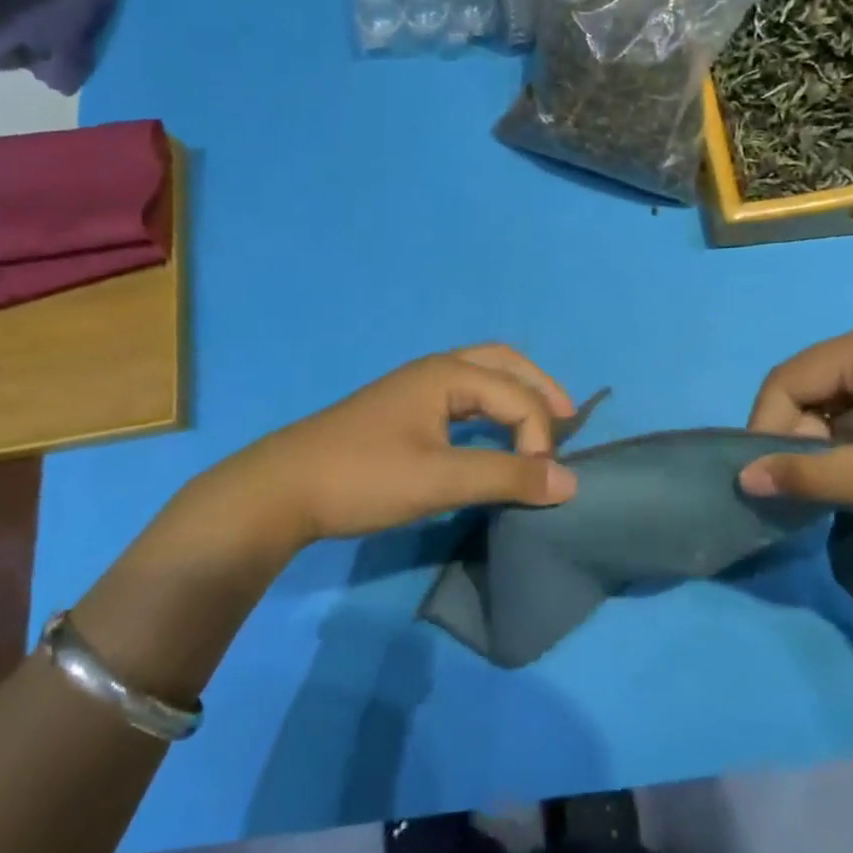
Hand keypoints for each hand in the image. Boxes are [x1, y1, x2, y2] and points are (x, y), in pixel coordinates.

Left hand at [243, 344, 579, 542]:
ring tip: (540, 428)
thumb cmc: (364, 476)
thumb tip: (569, 482)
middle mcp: (436, 370)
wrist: (283, 488)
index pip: (517, 396)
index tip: (542, 486)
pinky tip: (492, 437)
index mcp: (448, 374)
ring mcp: (416, 389)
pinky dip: (490, 410)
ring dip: (515, 396)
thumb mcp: (440, 479)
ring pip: (481, 378)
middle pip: (504, 363)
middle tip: (568, 420)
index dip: (540, 438)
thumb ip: (506, 476)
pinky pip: (463, 399)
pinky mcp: (403, 412)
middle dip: (539, 388)